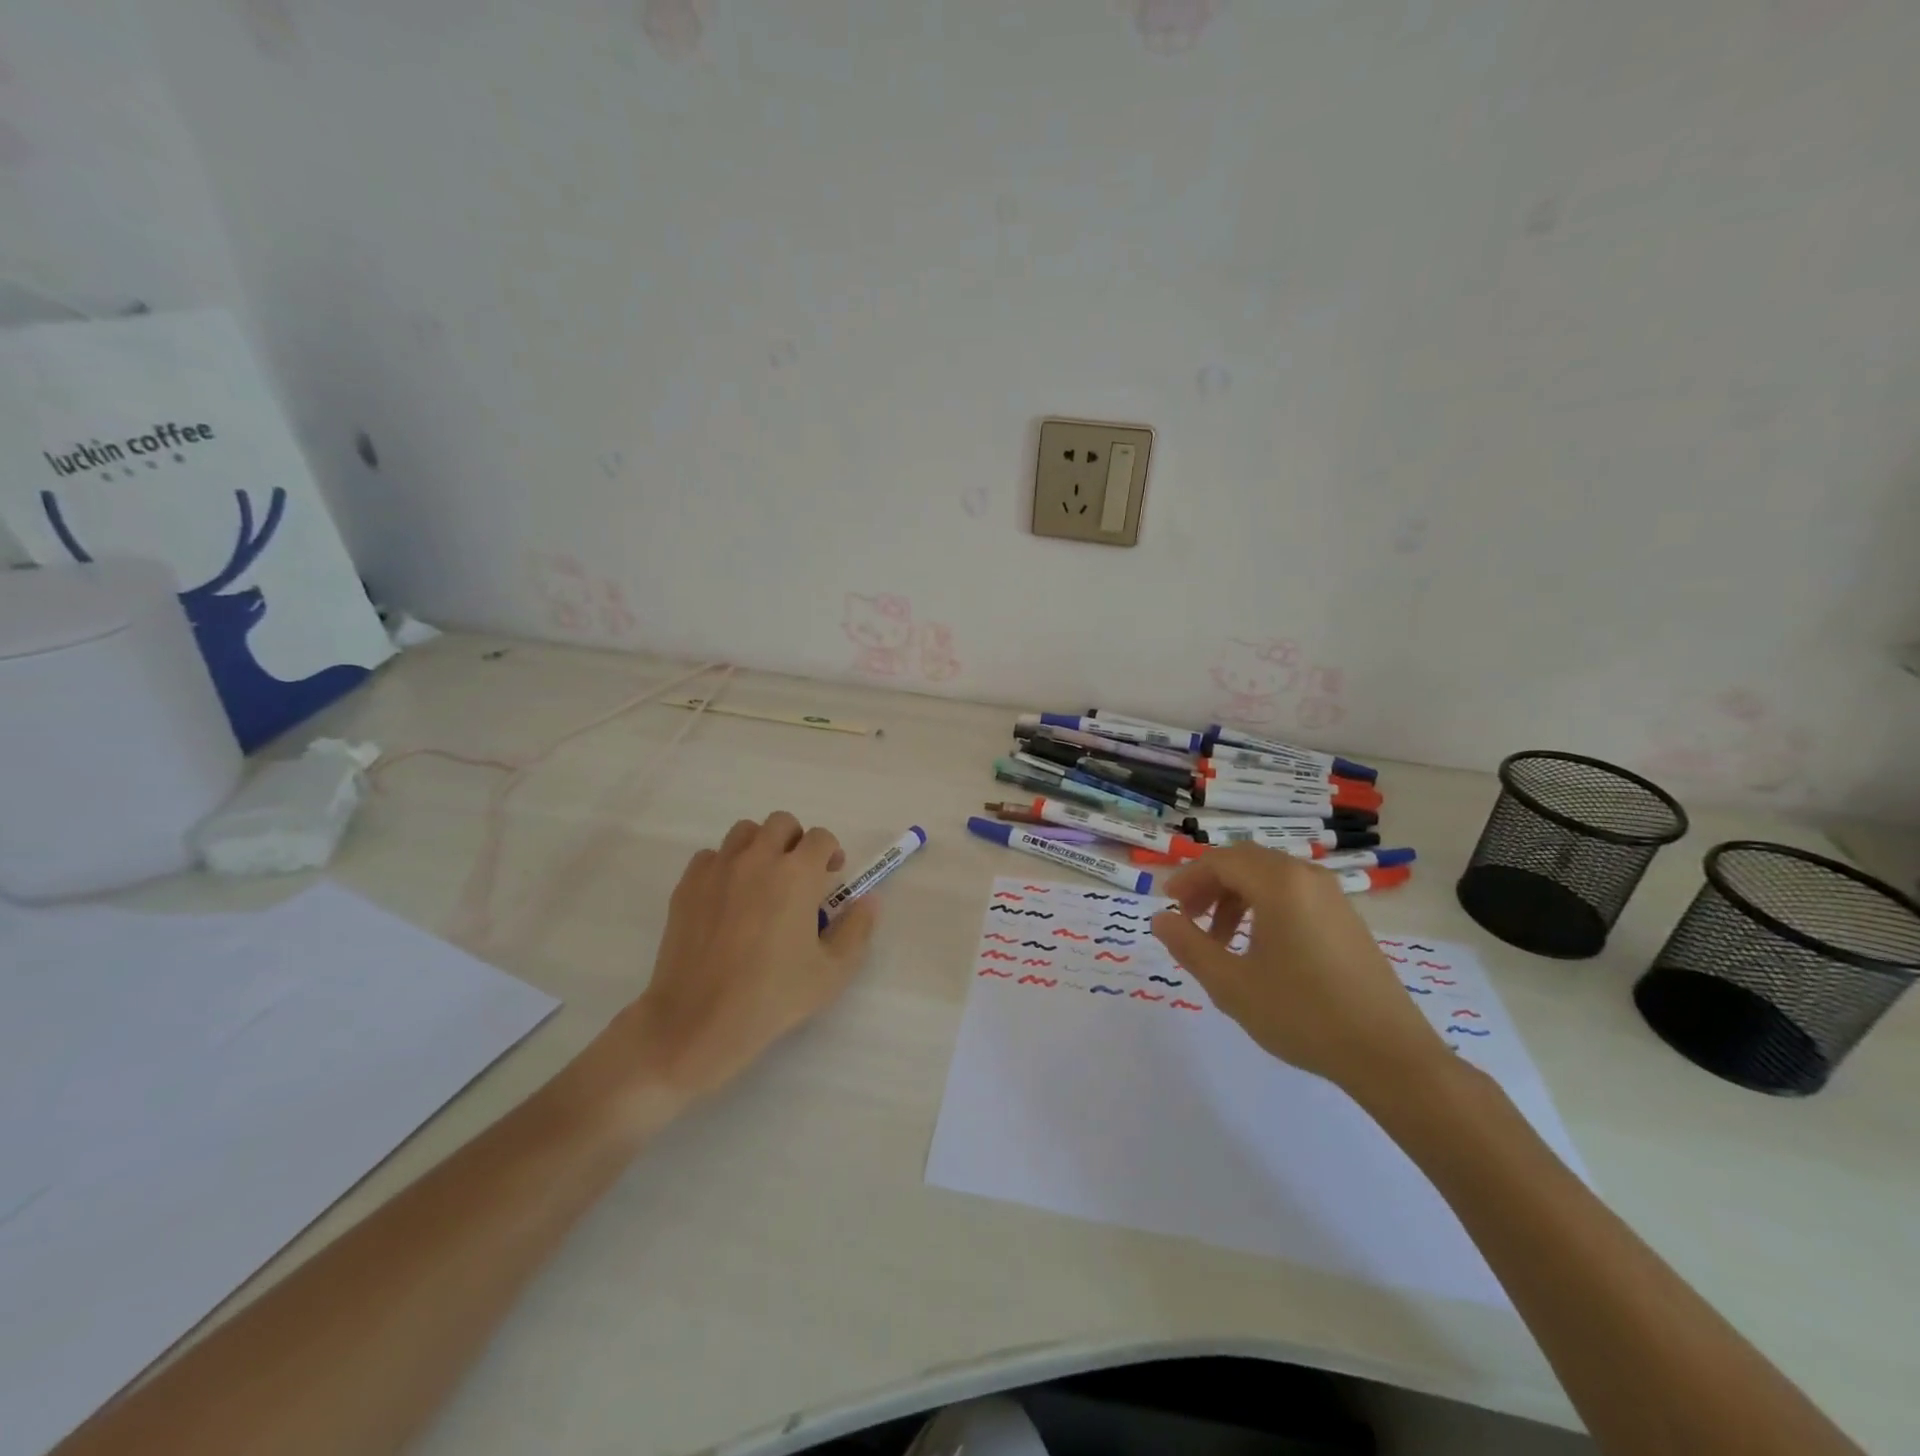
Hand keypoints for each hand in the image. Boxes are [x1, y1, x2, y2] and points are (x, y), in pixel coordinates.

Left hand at [599, 812, 878, 1107]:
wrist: (698, 1020)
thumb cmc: (773, 996)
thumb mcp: (833, 971)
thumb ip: (857, 929)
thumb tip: (868, 899)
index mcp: (797, 874)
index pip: (820, 837)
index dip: (830, 852)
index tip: (830, 876)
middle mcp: (757, 859)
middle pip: (781, 823)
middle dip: (796, 841)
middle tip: (798, 875)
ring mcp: (718, 869)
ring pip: (744, 832)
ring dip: (760, 847)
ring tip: (762, 881)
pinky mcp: (687, 886)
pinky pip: (711, 856)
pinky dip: (725, 866)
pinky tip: (728, 898)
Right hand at [1150, 845, 1448, 1098]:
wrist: (1389, 1055)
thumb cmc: (1302, 1014)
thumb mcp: (1231, 984)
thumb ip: (1189, 945)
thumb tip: (1160, 918)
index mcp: (1279, 883)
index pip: (1220, 861)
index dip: (1188, 879)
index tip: (1168, 906)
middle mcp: (1307, 877)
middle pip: (1245, 862)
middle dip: (1210, 885)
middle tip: (1189, 920)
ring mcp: (1332, 897)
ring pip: (1270, 878)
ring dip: (1236, 898)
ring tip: (1220, 941)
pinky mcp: (1347, 919)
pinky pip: (1294, 895)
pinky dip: (1265, 908)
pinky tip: (1259, 949)